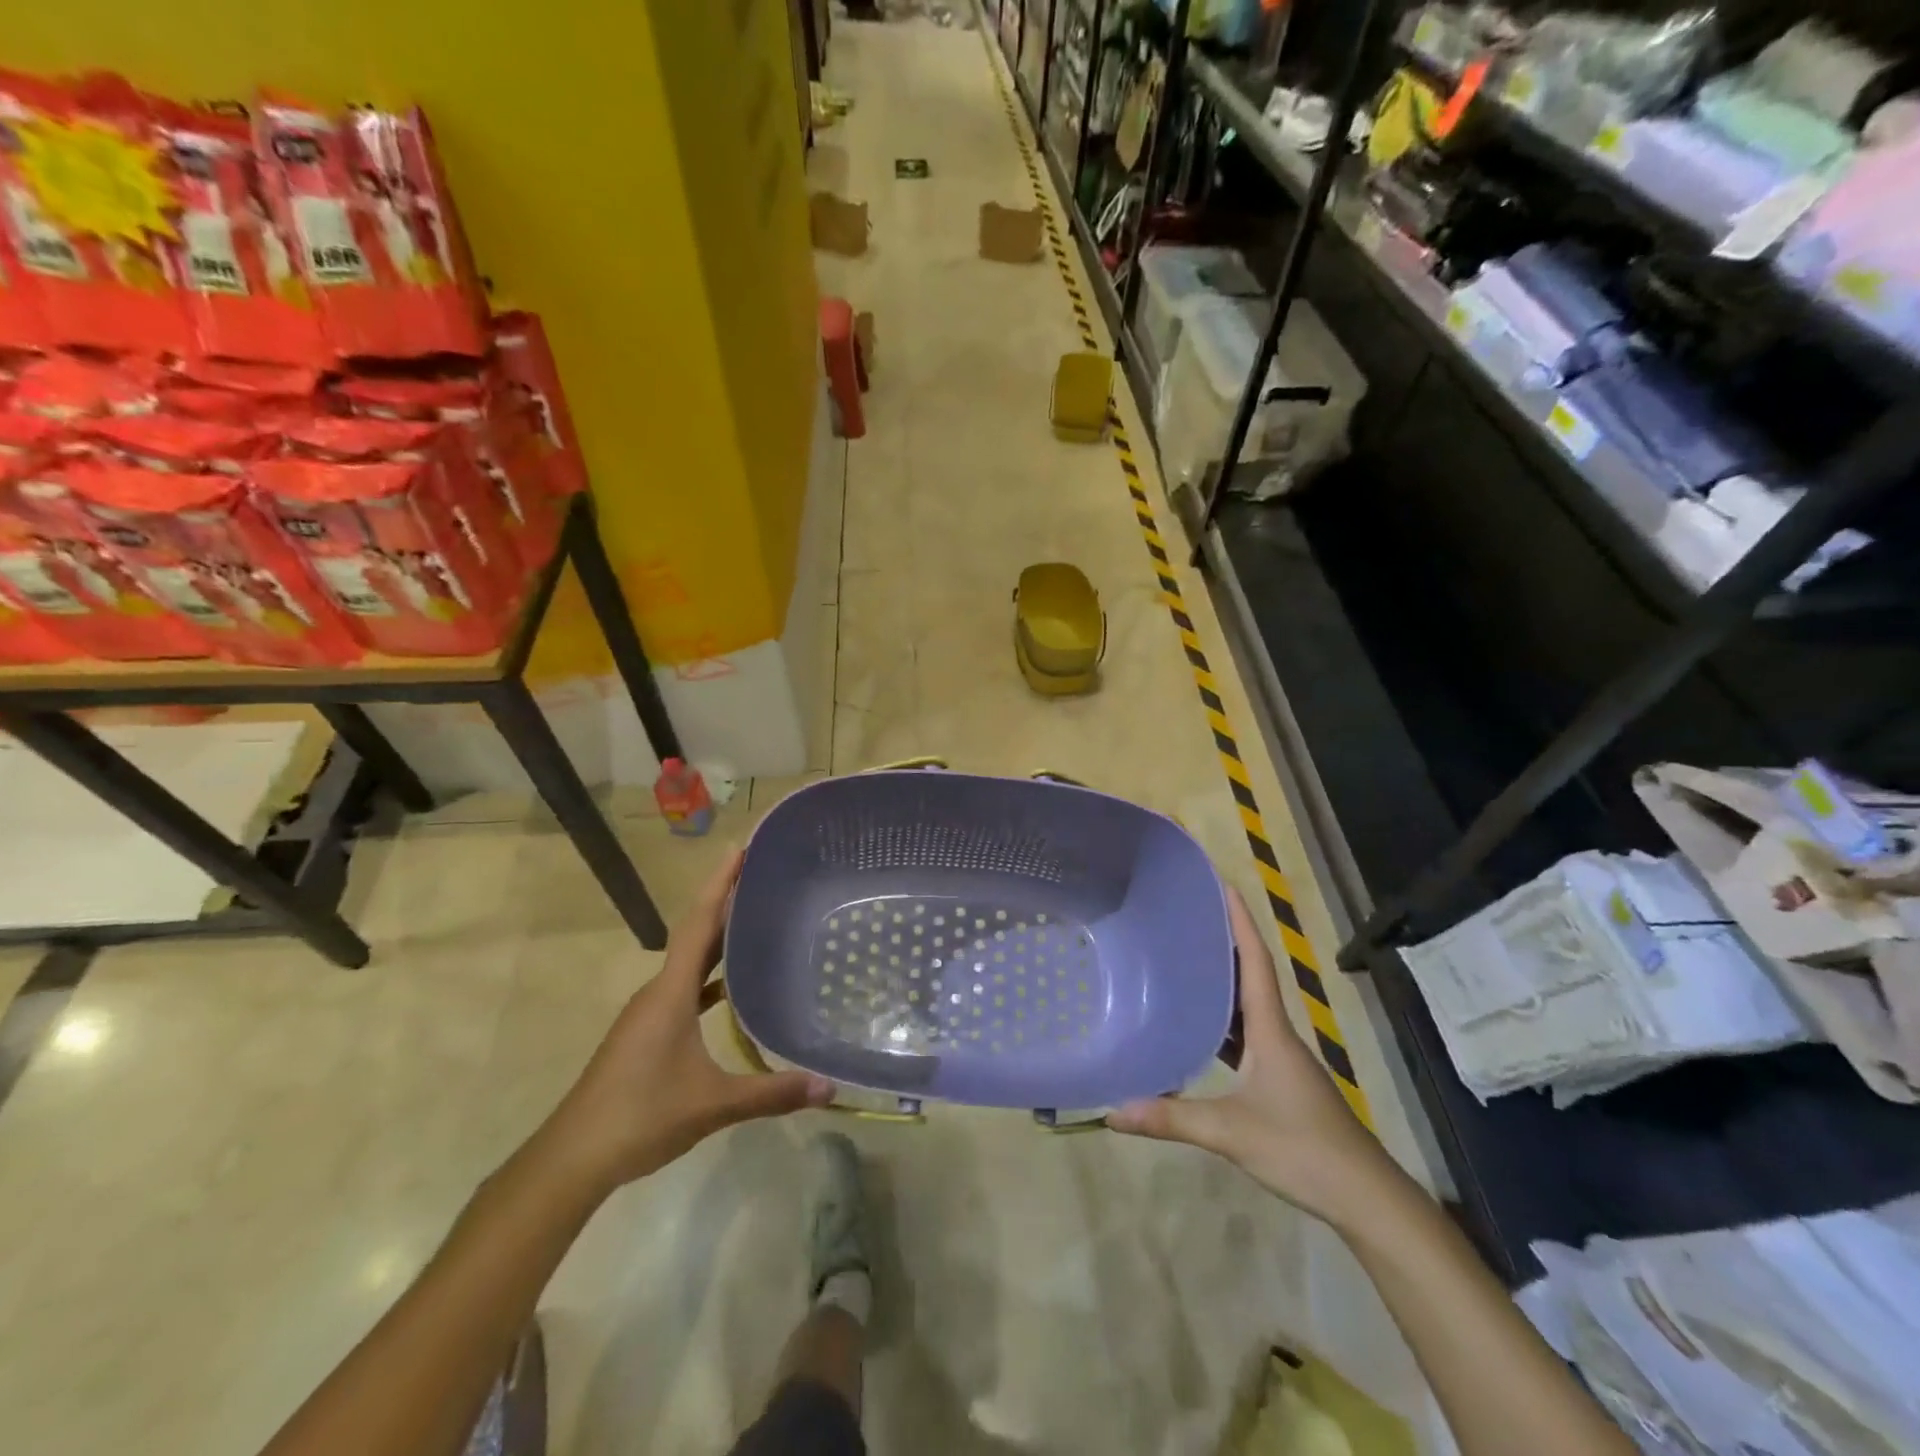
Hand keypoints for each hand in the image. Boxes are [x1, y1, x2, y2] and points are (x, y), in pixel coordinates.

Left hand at [538, 847, 833, 1194]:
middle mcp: (658, 991)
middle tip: (762, 874)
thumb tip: (830, 1087)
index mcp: (670, 992)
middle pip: (695, 932)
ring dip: (718, 935)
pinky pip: (684, 985)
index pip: (699, 924)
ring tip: (755, 917)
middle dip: (725, 900)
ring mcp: (649, 1012)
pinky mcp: (647, 1031)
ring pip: (689, 959)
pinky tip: (731, 985)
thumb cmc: (640, 1117)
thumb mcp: (712, 1105)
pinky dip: (709, 974)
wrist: (572, 1158)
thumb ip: (771, 1094)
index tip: (740, 849)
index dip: (719, 884)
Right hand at [1108, 888, 1392, 1225]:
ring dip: (1223, 980)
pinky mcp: (1280, 1082)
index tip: (1223, 884)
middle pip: (1250, 974)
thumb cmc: (1303, 1150)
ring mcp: (1281, 1059)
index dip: (1240, 921)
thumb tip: (1112, 1111)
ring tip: (1185, 959)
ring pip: (1248, 1006)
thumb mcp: (1231, 1132)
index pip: (1255, 961)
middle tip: (1188, 915)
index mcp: (1271, 1029)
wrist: (1366, 1199)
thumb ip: (1172, 1118)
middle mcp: (1278, 1034)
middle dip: (1225, 941)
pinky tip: (1198, 1028)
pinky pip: (1246, 1036)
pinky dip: (1223, 1022)